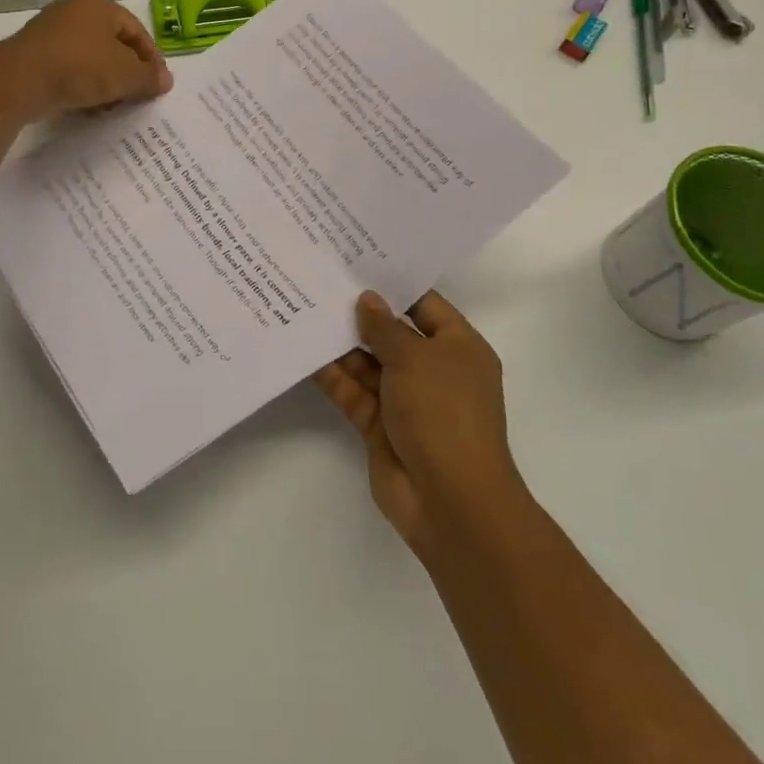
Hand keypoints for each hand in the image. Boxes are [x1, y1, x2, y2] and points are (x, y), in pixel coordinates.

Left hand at [7, 0, 172, 117]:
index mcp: (99, 5)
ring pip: (89, 58)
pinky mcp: (33, 54)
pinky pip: (67, 69)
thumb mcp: (125, 75)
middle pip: (112, 44)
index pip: (137, 31)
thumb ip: (149, 77)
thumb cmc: (81, 67)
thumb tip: (166, 81)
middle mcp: (74, 11)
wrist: (19, 81)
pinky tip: (85, 106)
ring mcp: (50, 31)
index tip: (158, 84)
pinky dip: (80, 85)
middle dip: (126, 72)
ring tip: (111, 106)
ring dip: (104, 82)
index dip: (151, 59)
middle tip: (136, 96)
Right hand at [315, 290, 524, 556]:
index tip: (357, 262)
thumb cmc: (443, 413)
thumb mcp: (415, 358)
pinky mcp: (381, 425)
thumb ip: (385, 327)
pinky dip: (333, 376)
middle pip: (392, 334)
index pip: (424, 305)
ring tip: (305, 309)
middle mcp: (433, 370)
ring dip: (341, 343)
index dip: (393, 285)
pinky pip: (354, 392)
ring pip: (369, 363)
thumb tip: (367, 300)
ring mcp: (406, 399)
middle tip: (321, 282)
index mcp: (458, 348)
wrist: (450, 501)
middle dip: (360, 314)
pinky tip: (305, 352)